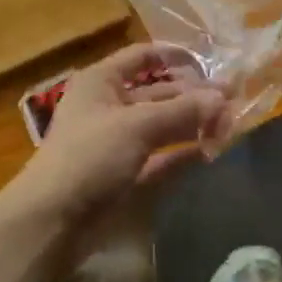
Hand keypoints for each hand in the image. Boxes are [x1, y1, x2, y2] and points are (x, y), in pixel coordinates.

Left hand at [12, 44, 227, 225]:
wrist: (49, 224)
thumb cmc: (88, 156)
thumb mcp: (137, 126)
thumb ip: (183, 111)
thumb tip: (224, 100)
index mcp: (102, 81)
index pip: (143, 56)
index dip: (175, 57)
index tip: (210, 64)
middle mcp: (110, 105)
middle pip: (159, 92)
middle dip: (194, 95)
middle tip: (232, 101)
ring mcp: (117, 142)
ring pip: (163, 124)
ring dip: (193, 122)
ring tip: (229, 124)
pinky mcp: (125, 174)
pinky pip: (161, 156)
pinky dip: (184, 151)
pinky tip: (212, 150)